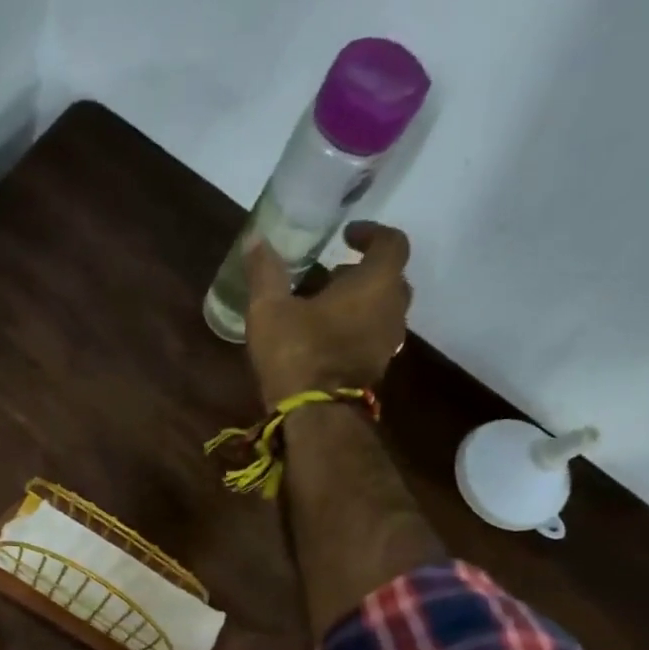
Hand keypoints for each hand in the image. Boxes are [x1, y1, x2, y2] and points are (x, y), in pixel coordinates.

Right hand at [244, 221, 413, 405]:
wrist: (314, 415)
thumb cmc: (297, 353)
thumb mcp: (270, 308)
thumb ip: (266, 271)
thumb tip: (256, 238)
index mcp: (376, 284)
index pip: (392, 243)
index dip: (371, 234)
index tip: (346, 236)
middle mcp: (393, 309)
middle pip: (391, 278)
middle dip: (364, 271)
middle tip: (332, 274)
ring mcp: (388, 343)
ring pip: (383, 310)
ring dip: (360, 302)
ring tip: (325, 306)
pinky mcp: (376, 369)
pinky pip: (373, 337)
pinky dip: (356, 328)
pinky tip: (326, 337)